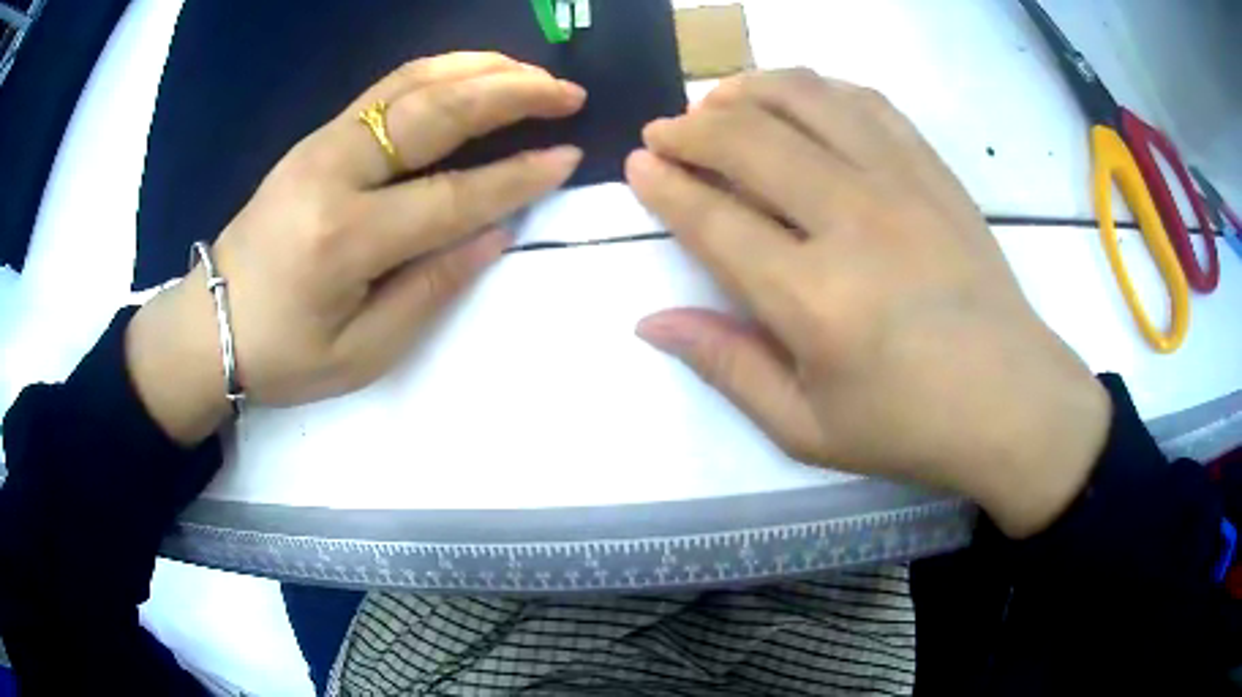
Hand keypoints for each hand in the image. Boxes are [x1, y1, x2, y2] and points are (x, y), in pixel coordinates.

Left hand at [126, 53, 585, 444]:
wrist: (209, 324)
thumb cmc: (282, 354)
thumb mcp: (361, 352)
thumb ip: (430, 290)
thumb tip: (494, 234)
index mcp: (346, 238)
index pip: (451, 195)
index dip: (517, 176)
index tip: (569, 157)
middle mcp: (335, 172)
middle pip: (435, 112)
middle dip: (511, 93)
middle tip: (567, 92)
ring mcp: (322, 144)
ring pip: (413, 83)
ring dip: (480, 69)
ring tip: (532, 72)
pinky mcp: (317, 137)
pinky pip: (387, 88)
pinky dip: (440, 70)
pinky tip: (472, 71)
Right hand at [628, 70, 1109, 538]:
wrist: (1012, 401)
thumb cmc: (909, 427)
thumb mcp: (804, 428)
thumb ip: (725, 366)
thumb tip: (651, 322)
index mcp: (813, 299)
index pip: (714, 219)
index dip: (665, 186)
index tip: (638, 165)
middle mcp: (853, 221)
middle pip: (750, 141)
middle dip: (690, 128)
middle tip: (666, 133)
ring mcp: (901, 185)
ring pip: (806, 100)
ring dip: (749, 89)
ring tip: (721, 100)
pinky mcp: (933, 171)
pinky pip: (866, 102)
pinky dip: (818, 89)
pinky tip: (798, 99)